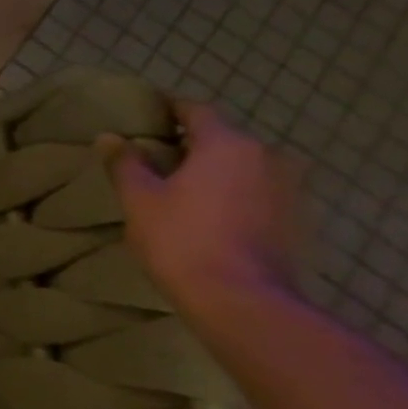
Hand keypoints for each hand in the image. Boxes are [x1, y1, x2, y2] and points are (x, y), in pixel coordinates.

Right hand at [101, 103, 304, 319]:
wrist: (242, 300)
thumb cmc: (182, 239)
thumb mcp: (139, 199)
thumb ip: (126, 163)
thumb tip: (110, 137)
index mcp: (227, 144)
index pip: (196, 111)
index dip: (170, 108)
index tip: (148, 113)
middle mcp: (266, 156)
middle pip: (223, 137)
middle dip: (191, 143)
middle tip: (156, 155)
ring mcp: (289, 188)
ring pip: (242, 165)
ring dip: (214, 169)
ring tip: (181, 186)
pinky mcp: (297, 217)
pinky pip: (257, 190)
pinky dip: (233, 192)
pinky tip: (208, 212)